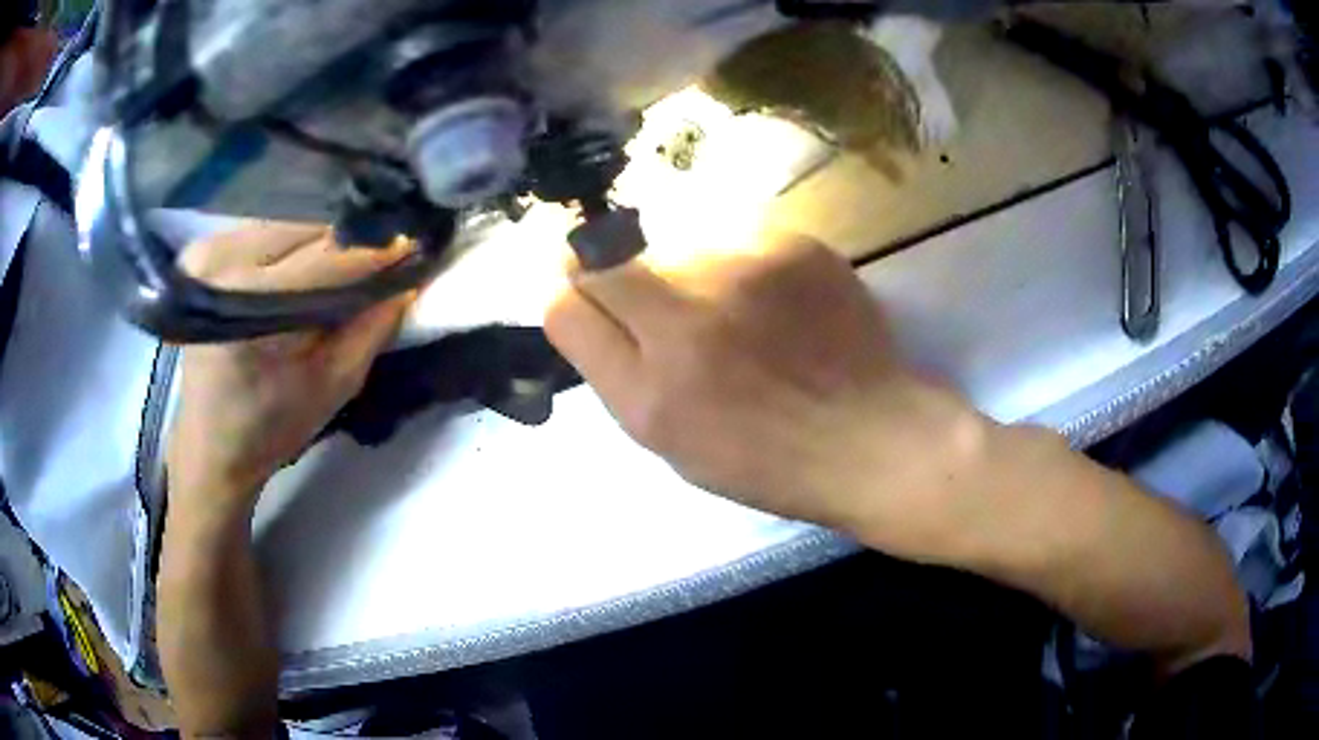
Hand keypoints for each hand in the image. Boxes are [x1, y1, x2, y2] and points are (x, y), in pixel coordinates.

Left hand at [167, 223, 414, 503]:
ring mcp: (208, 250)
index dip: (375, 252)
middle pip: (307, 232)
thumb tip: (409, 277)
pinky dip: (294, 247)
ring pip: (290, 226)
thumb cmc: (270, 427)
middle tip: (380, 264)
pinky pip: (266, 232)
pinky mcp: (203, 250)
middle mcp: (222, 262)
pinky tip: (303, 271)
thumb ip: (374, 327)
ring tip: (343, 271)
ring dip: (322, 245)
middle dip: (349, 246)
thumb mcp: (333, 385)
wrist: (209, 444)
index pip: (327, 257)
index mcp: (248, 305)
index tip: (414, 250)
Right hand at [545, 233, 991, 561]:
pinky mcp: (795, 240)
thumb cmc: (761, 457)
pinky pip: (730, 232)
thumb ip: (605, 360)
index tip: (594, 303)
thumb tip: (569, 290)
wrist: (870, 436)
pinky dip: (731, 260)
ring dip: (680, 268)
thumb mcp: (663, 434)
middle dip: (622, 278)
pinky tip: (766, 300)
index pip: (569, 292)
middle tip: (668, 317)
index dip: (574, 294)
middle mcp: (694, 304)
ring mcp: (750, 261)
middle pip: (613, 251)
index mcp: (654, 375)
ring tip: (728, 314)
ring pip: (672, 238)